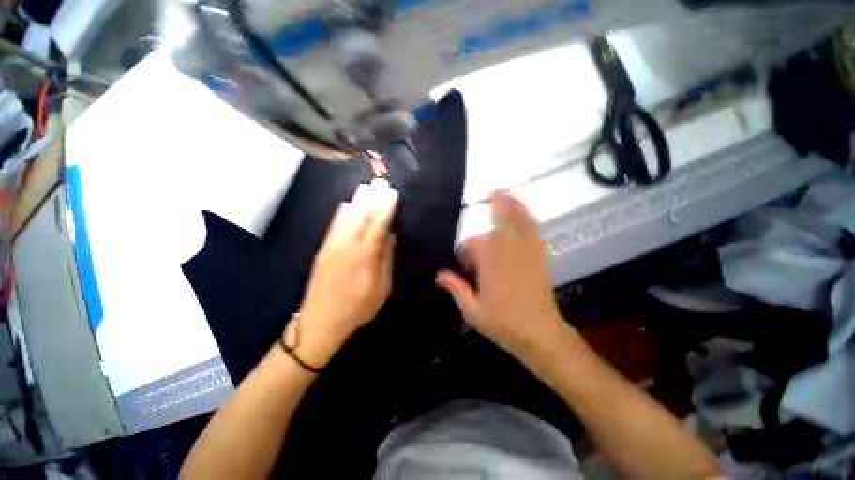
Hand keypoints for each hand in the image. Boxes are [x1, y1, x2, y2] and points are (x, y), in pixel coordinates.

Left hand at [286, 179, 397, 368]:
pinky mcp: (323, 249)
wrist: (320, 321)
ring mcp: (332, 245)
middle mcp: (347, 245)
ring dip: (358, 200)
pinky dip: (342, 211)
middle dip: (373, 198)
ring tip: (367, 187)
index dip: (386, 208)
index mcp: (364, 256)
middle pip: (362, 216)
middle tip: (381, 182)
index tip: (393, 193)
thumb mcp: (381, 289)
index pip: (378, 225)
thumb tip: (389, 237)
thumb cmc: (357, 308)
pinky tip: (347, 203)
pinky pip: (334, 224)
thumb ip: (385, 260)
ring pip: (347, 216)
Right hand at [436, 193, 564, 358]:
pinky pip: (531, 227)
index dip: (465, 255)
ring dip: (507, 204)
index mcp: (489, 261)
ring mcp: (525, 248)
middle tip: (479, 219)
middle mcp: (507, 248)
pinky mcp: (538, 253)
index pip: (469, 246)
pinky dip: (525, 215)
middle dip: (483, 226)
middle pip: (490, 227)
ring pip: (514, 219)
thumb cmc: (503, 323)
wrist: (540, 333)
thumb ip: (455, 288)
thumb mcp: (472, 311)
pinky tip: (521, 208)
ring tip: (499, 192)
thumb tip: (438, 274)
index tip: (465, 268)